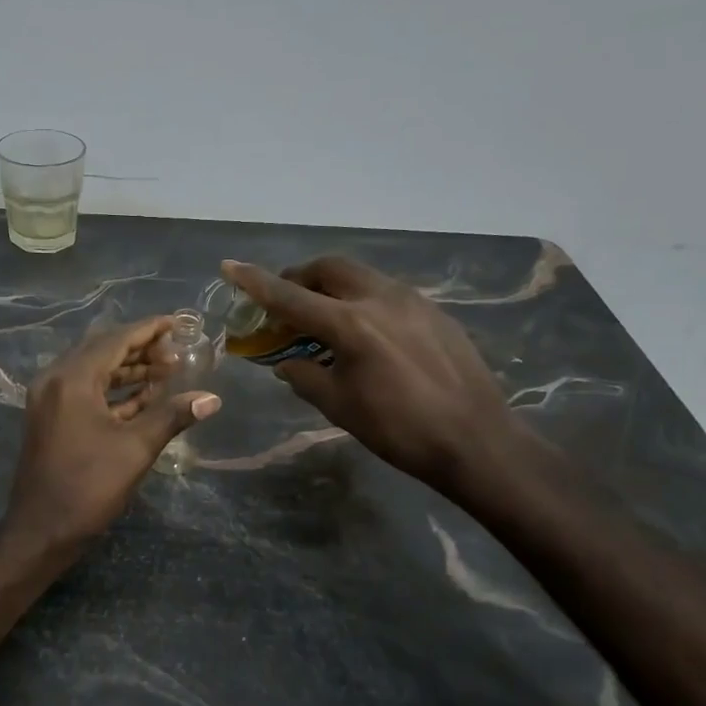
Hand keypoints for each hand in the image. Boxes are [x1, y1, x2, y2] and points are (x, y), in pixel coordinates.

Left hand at [5, 316, 221, 547]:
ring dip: (128, 370)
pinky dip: (112, 390)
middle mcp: (55, 380)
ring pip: (93, 372)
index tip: (176, 322)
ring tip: (165, 371)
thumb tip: (212, 399)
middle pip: (102, 351)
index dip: (148, 330)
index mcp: (72, 379)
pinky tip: (142, 395)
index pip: (115, 341)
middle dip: (140, 349)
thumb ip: (172, 416)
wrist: (41, 530)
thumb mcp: (136, 449)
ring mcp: (49, 400)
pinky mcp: (50, 419)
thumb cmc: (88, 486)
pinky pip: (84, 391)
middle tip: (175, 352)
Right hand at [221, 256, 531, 493]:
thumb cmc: (399, 430)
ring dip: (332, 286)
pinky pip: (386, 292)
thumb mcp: (339, 406)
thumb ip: (304, 376)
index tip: (229, 266)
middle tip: (285, 299)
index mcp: (350, 324)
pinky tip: (366, 332)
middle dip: (300, 276)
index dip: (255, 282)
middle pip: (329, 268)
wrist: (476, 440)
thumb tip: (286, 362)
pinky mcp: (435, 312)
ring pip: (360, 276)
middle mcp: (380, 299)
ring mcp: (413, 301)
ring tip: (323, 316)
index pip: (290, 296)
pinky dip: (362, 300)